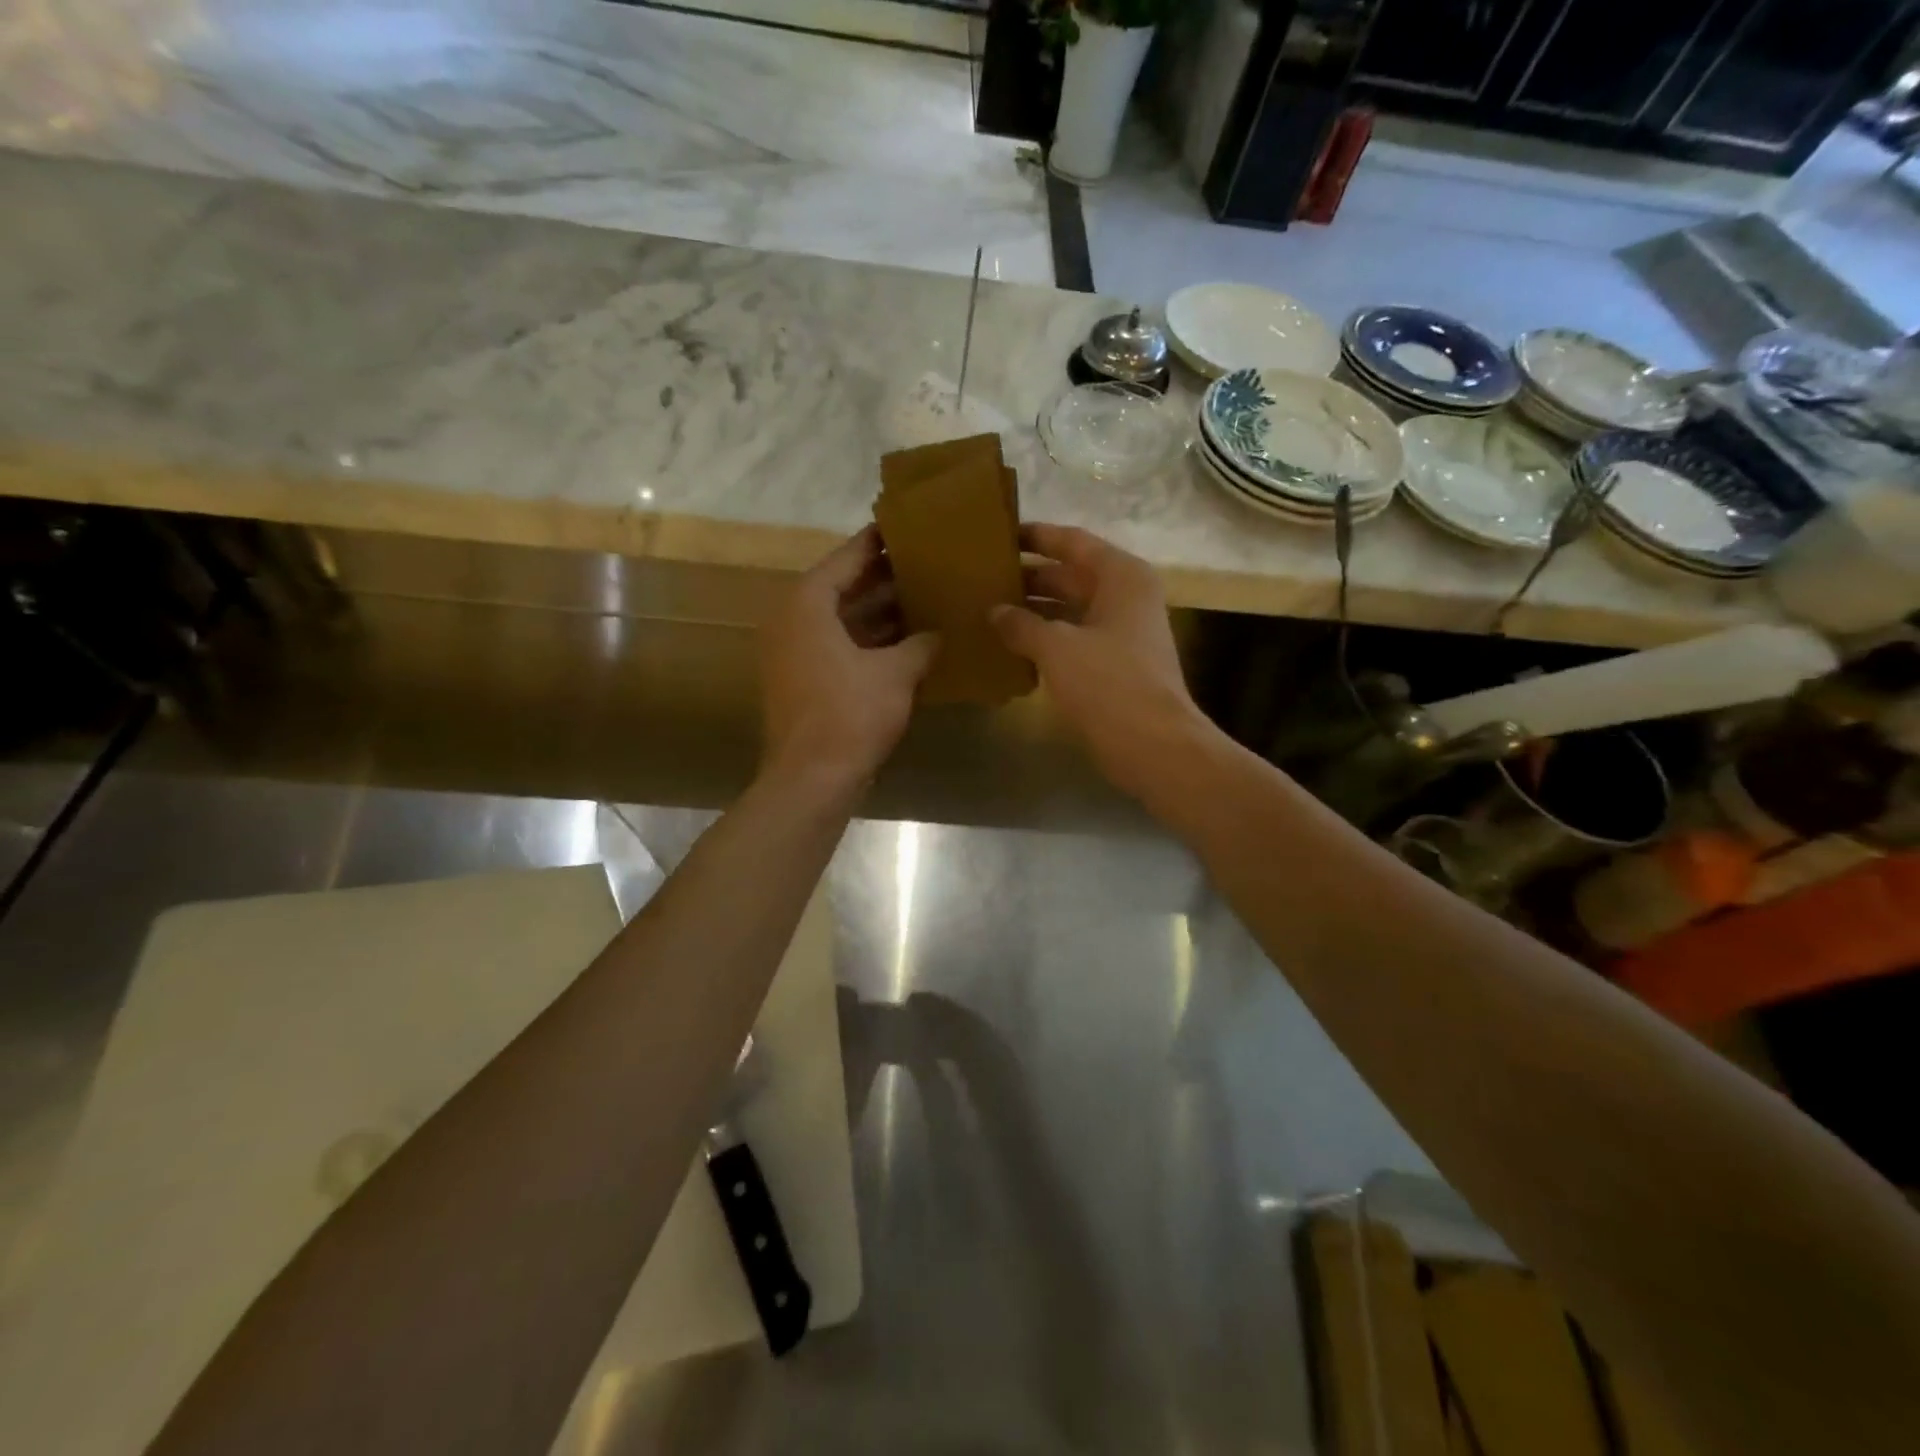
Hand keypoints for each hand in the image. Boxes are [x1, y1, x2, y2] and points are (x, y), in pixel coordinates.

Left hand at [759, 527, 938, 791]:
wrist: (811, 779)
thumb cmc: (850, 714)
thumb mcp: (896, 673)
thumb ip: (921, 644)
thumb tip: (939, 634)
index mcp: (808, 604)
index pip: (847, 558)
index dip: (878, 543)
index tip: (908, 528)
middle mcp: (794, 620)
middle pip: (843, 588)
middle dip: (885, 579)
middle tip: (927, 564)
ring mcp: (795, 653)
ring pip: (843, 621)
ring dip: (881, 614)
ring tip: (926, 599)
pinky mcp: (804, 682)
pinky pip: (841, 648)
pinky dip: (871, 643)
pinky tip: (910, 644)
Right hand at [992, 523, 1212, 801]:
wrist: (1153, 744)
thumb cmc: (1108, 683)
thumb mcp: (1057, 647)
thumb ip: (1021, 624)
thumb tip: (994, 611)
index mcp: (1120, 576)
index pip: (1072, 542)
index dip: (1036, 536)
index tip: (999, 534)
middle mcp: (1125, 596)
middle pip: (1070, 575)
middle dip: (1028, 577)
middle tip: (983, 577)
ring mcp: (1122, 632)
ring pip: (1070, 610)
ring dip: (1034, 611)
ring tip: (988, 609)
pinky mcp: (1115, 664)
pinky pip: (1074, 639)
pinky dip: (1045, 640)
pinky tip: (1011, 646)